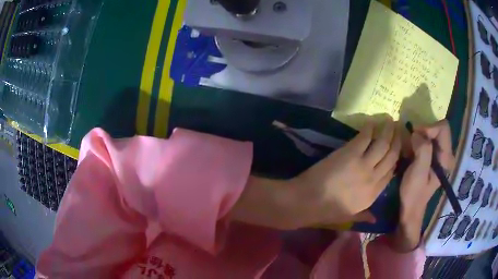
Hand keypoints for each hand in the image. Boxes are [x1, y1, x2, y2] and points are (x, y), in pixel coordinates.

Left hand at [289, 119, 401, 226]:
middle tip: (399, 129)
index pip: (391, 173)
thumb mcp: (349, 217)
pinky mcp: (350, 153)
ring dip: (388, 131)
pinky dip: (370, 128)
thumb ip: (364, 216)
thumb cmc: (326, 211)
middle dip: (397, 141)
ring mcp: (363, 164)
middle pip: (391, 156)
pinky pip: (365, 137)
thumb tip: (375, 219)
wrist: (308, 201)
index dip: (396, 159)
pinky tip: (373, 121)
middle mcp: (373, 178)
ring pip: (382, 145)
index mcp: (373, 195)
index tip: (397, 149)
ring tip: (390, 120)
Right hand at [389, 120, 454, 251]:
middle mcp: (447, 154)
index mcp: (446, 158)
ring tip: (412, 147)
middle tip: (412, 141)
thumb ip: (422, 150)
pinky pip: (430, 140)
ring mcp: (441, 156)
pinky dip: (421, 141)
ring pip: (434, 134)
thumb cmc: (414, 193)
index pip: (443, 129)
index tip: (416, 136)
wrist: (411, 208)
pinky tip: (413, 151)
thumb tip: (417, 133)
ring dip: (422, 136)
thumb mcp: (418, 172)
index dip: (429, 128)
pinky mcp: (435, 158)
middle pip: (439, 129)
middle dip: (425, 131)